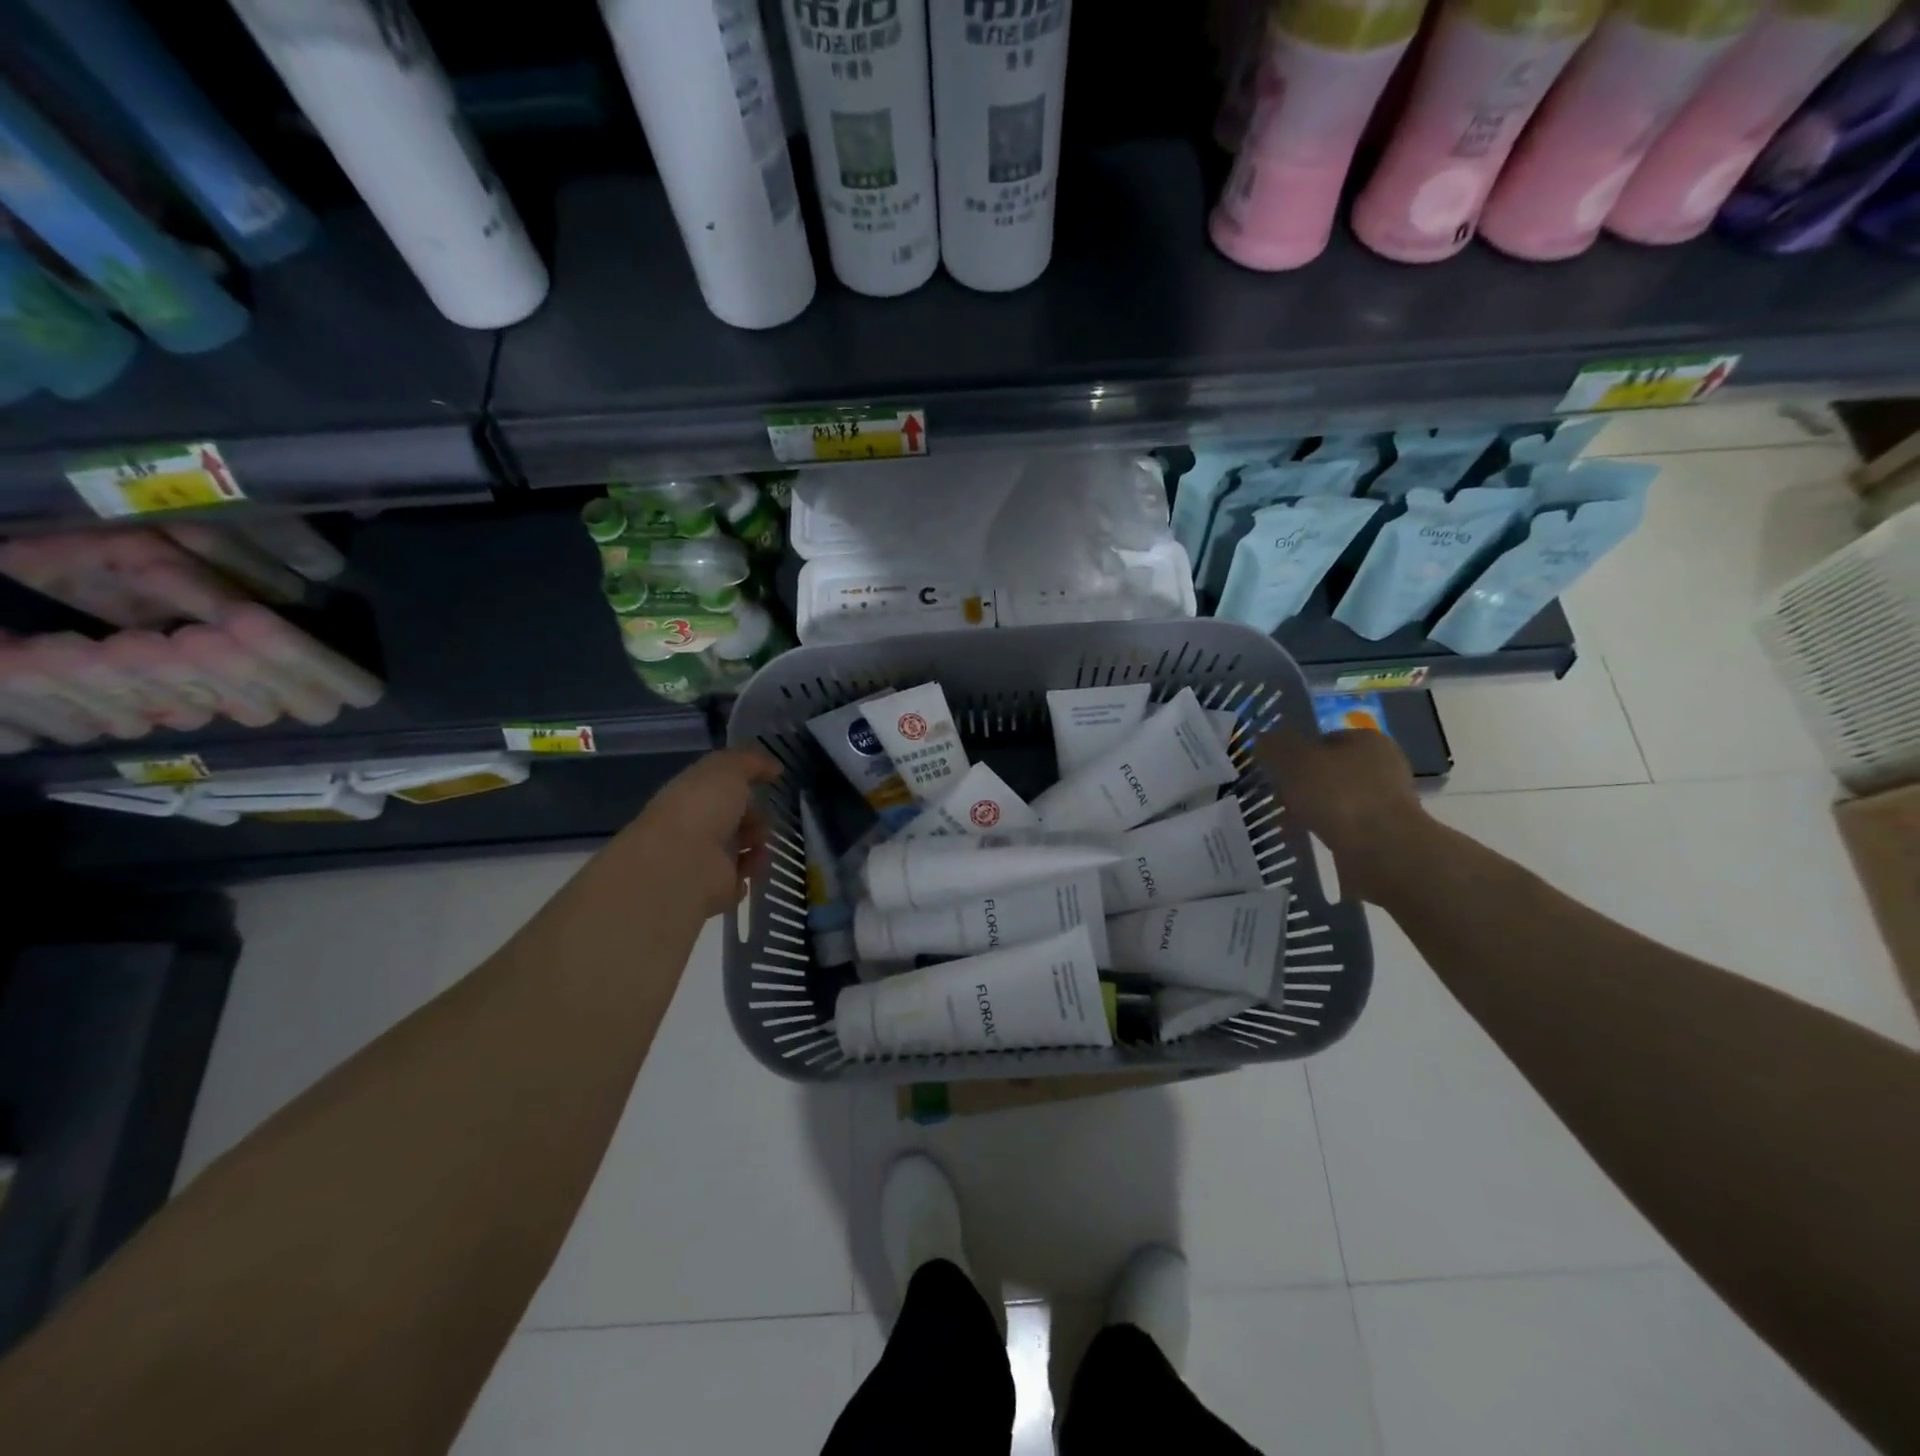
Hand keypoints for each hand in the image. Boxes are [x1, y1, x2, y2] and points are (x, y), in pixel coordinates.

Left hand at [623, 748, 782, 919]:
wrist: (682, 864)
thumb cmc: (702, 808)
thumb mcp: (728, 769)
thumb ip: (751, 762)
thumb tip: (774, 767)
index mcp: (690, 795)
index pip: (718, 788)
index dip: (742, 785)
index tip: (766, 783)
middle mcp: (693, 826)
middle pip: (730, 820)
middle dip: (754, 817)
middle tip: (764, 820)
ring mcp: (701, 860)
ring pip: (738, 849)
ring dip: (757, 845)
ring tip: (761, 845)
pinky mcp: (713, 889)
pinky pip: (739, 879)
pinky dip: (750, 872)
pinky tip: (754, 865)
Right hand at [1255, 724, 1427, 905]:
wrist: (1384, 852)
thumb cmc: (1339, 796)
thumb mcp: (1294, 762)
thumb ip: (1275, 747)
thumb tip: (1263, 740)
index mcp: (1367, 739)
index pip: (1323, 738)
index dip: (1296, 753)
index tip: (1276, 773)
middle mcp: (1383, 766)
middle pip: (1329, 771)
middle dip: (1302, 785)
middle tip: (1278, 800)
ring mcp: (1387, 802)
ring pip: (1336, 800)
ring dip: (1313, 810)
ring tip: (1289, 824)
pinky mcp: (1385, 834)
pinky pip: (1345, 827)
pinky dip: (1326, 832)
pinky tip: (1309, 840)